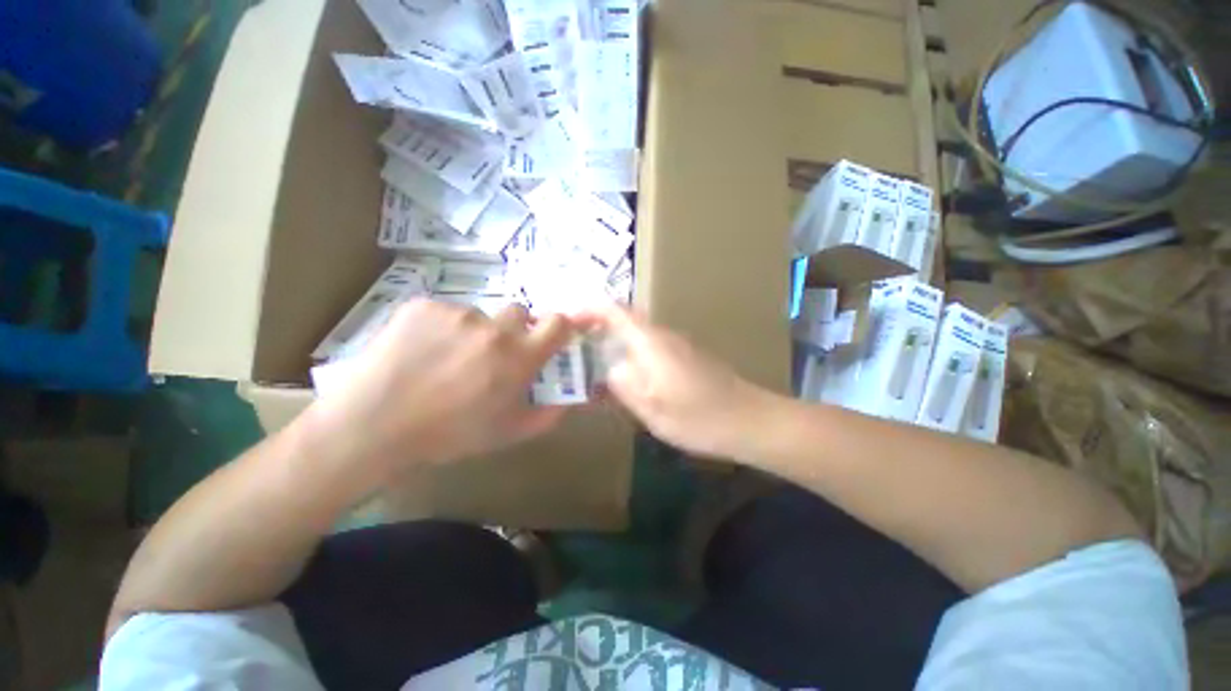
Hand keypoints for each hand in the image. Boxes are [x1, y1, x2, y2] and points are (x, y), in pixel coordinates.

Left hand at [304, 300, 574, 474]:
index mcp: (518, 357)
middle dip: (514, 330)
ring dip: (475, 332)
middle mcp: (493, 328)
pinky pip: (446, 312)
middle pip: (519, 312)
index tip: (552, 337)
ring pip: (479, 315)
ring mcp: (457, 313)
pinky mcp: (423, 306)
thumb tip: (568, 398)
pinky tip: (421, 351)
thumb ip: (547, 413)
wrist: (372, 426)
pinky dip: (442, 328)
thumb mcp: (507, 433)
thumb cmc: (448, 434)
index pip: (558, 323)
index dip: (561, 326)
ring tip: (447, 359)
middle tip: (493, 354)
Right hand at [586, 306, 777, 458]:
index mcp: (650, 342)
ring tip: (594, 366)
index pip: (615, 311)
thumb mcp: (651, 408)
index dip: (590, 309)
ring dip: (615, 345)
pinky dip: (632, 357)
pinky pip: (650, 349)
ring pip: (637, 337)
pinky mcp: (685, 358)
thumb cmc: (698, 416)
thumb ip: (624, 385)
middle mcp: (663, 336)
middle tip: (575, 349)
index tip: (569, 320)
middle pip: (625, 321)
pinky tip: (627, 379)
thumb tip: (610, 369)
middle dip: (598, 330)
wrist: (748, 420)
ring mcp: (677, 346)